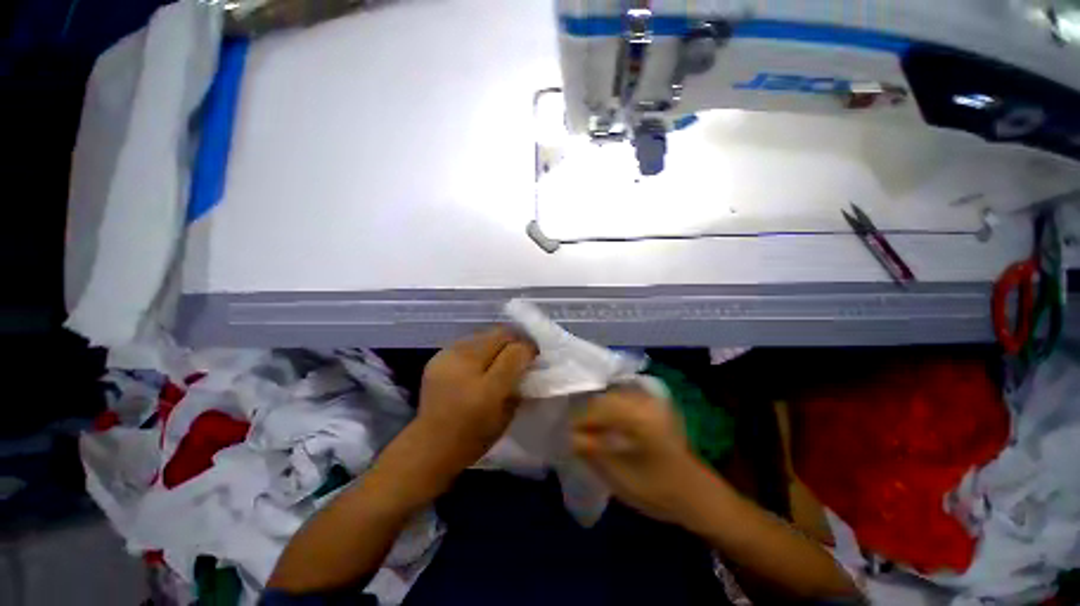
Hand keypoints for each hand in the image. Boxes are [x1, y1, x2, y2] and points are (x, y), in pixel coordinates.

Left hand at [413, 327, 536, 472]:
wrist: (430, 444)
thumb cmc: (475, 437)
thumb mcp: (508, 415)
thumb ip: (520, 384)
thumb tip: (527, 363)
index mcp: (487, 388)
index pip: (516, 351)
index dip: (528, 349)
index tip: (533, 356)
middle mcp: (466, 366)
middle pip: (500, 334)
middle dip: (515, 341)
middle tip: (519, 352)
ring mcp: (449, 358)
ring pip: (484, 333)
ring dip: (497, 342)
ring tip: (499, 355)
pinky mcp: (438, 356)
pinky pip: (468, 340)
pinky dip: (479, 346)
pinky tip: (479, 361)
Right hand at [572, 388, 714, 525]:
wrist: (699, 496)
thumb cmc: (659, 491)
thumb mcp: (619, 476)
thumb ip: (590, 451)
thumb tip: (566, 435)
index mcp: (636, 414)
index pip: (594, 409)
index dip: (576, 421)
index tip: (562, 435)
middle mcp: (643, 399)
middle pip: (601, 398)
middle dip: (584, 414)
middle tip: (571, 432)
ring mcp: (650, 400)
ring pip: (610, 396)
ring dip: (595, 410)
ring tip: (584, 429)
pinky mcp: (653, 406)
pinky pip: (622, 399)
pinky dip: (608, 410)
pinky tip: (603, 425)